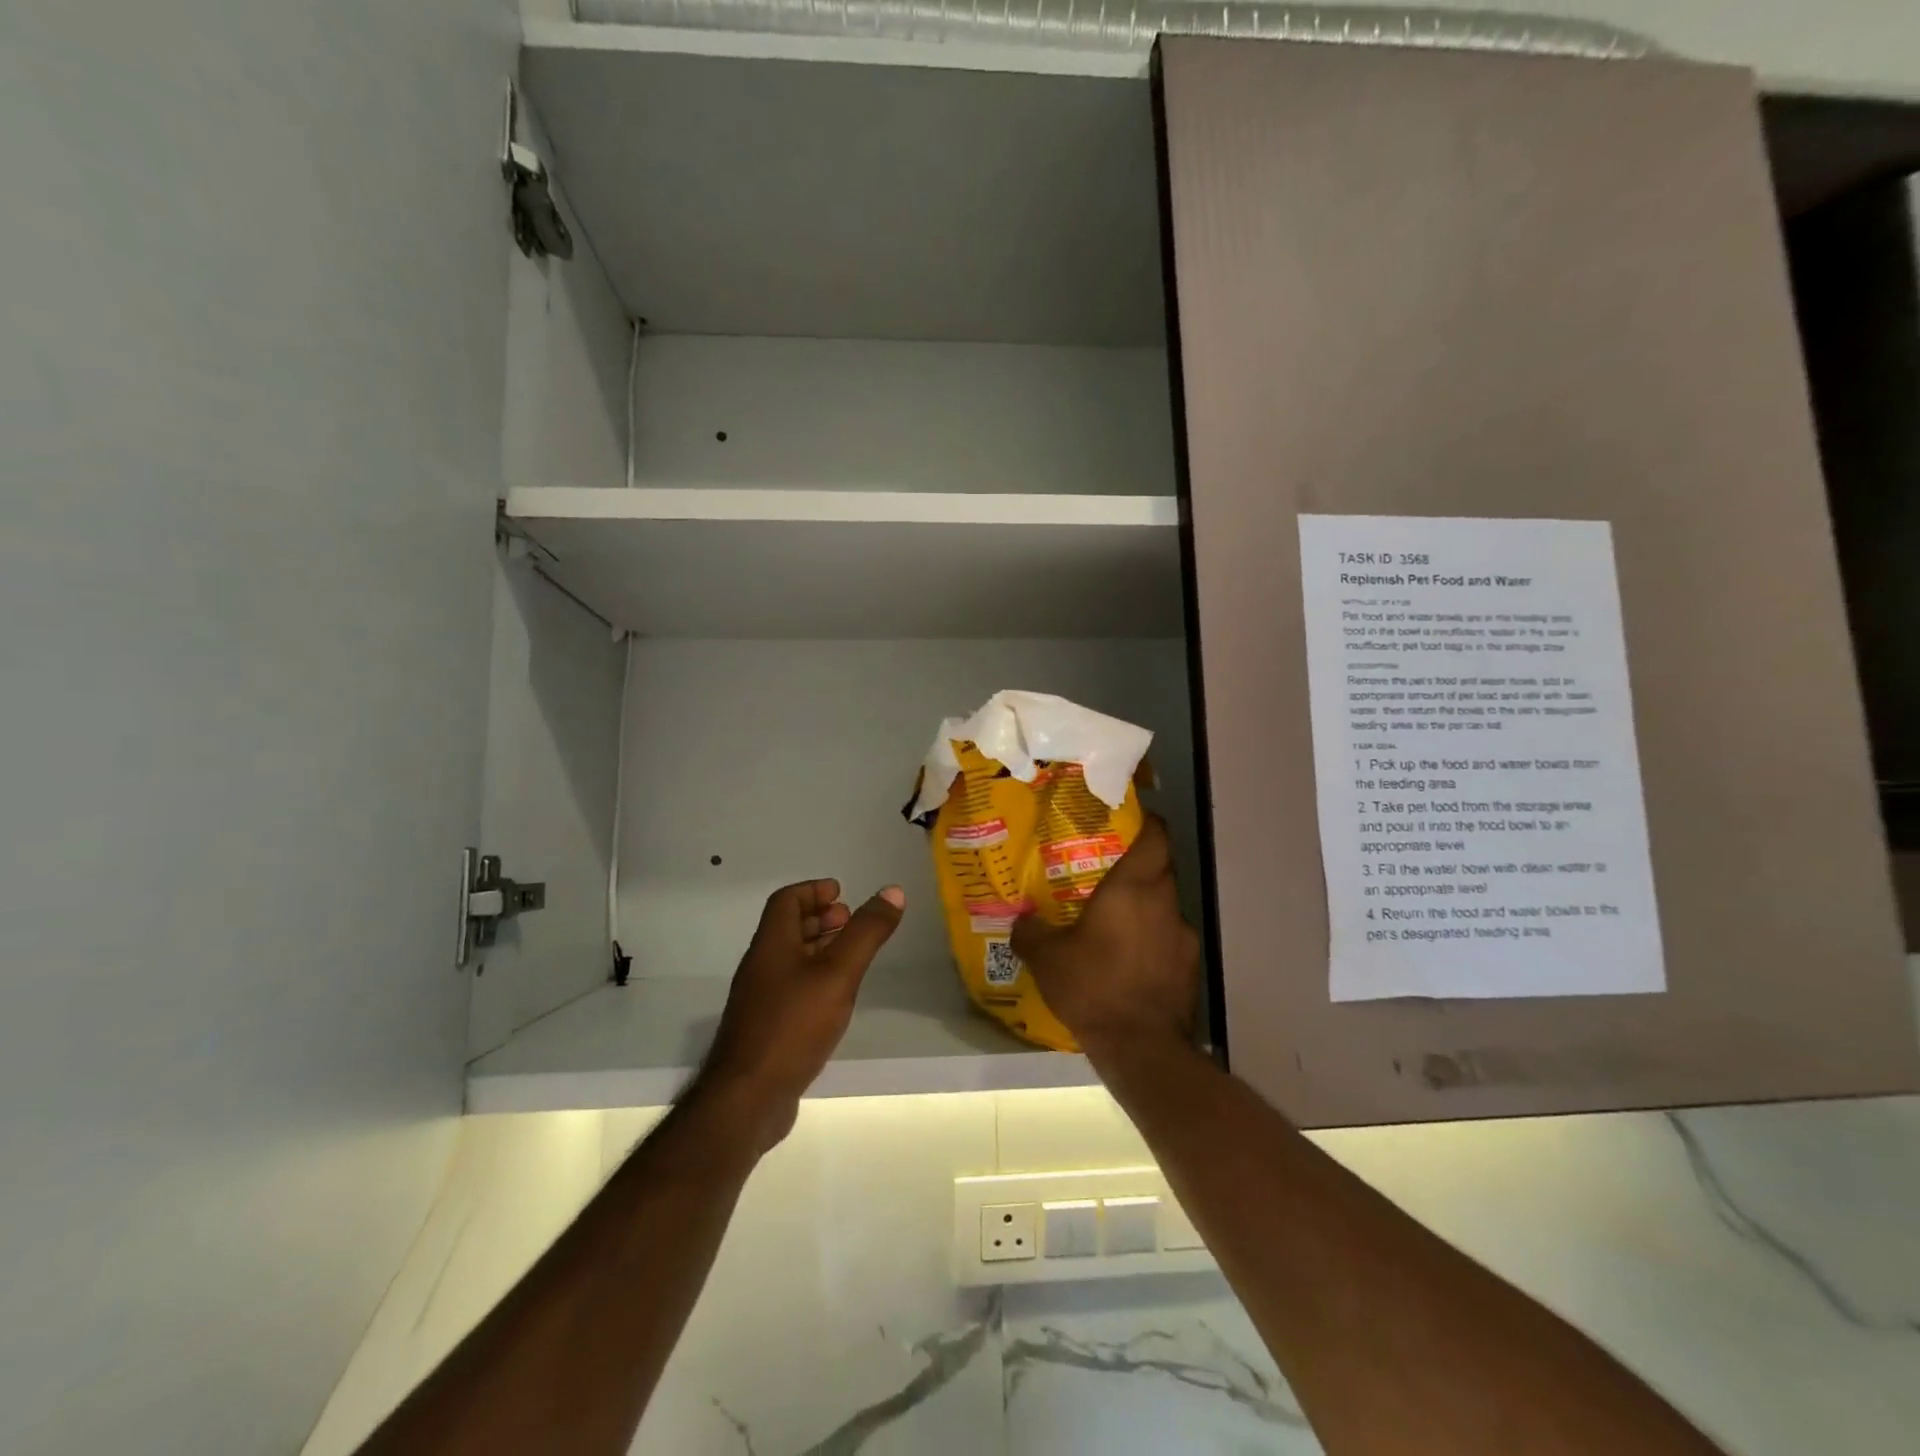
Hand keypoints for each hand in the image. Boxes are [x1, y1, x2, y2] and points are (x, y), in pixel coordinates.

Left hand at [701, 878, 904, 1148]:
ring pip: (790, 960)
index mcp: (771, 945)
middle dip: (819, 918)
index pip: (786, 901)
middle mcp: (761, 966)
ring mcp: (760, 1000)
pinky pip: (791, 989)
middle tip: (850, 920)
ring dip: (818, 948)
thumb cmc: (793, 1026)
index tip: (841, 892)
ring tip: (850, 955)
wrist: (747, 1099)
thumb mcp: (838, 973)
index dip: (813, 890)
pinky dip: (814, 979)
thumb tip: (893, 891)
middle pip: (787, 929)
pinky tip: (835, 998)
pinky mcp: (765, 1030)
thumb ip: (866, 933)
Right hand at [1010, 815, 1199, 1063]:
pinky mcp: (1190, 967)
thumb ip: (1030, 932)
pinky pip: (1168, 940)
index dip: (1144, 823)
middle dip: (1135, 866)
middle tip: (1103, 873)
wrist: (1142, 1048)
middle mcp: (1164, 903)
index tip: (1124, 821)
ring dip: (1143, 907)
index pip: (1156, 836)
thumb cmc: (1093, 986)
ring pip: (1163, 906)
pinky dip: (1151, 941)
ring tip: (1112, 922)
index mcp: (1134, 888)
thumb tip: (1021, 921)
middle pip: (1159, 869)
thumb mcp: (1047, 959)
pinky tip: (1128, 961)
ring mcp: (1183, 936)